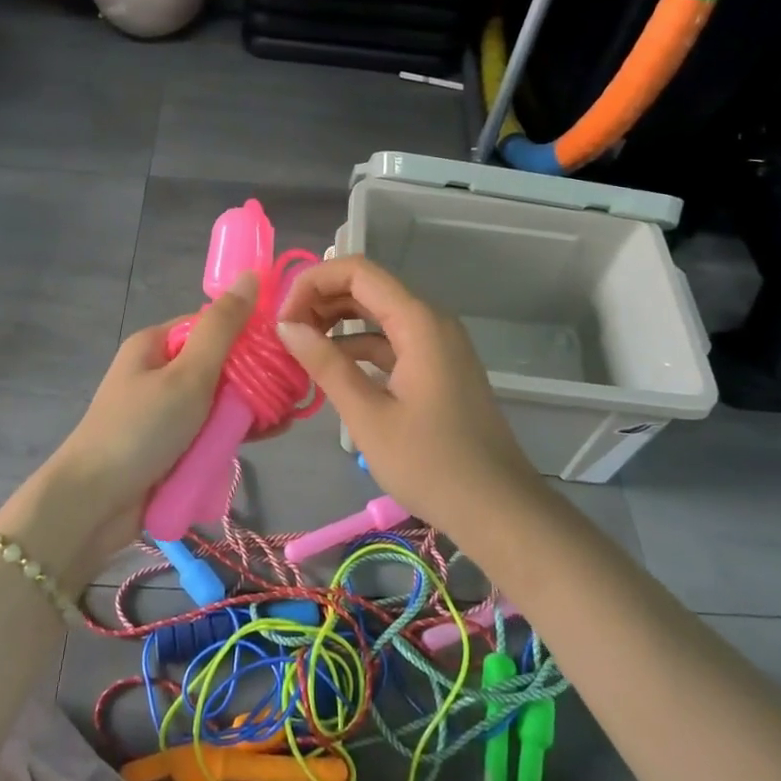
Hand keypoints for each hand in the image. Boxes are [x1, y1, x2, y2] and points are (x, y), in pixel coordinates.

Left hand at [0, 272, 259, 584]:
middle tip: (293, 390)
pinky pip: (212, 429)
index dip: (250, 333)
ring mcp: (166, 410)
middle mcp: (161, 371)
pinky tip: (269, 436)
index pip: (214, 325)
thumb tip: (251, 276)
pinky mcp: (173, 445)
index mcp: (157, 344)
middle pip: (220, 363)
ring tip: (286, 418)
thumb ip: (223, 328)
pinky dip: (236, 431)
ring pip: (220, 399)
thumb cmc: (141, 429)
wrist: (94, 504)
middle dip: (256, 376)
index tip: (286, 348)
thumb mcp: (187, 374)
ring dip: (250, 407)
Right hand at [274, 256, 539, 533]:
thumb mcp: (369, 417)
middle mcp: (430, 320)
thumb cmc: (432, 464)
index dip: (312, 282)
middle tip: (284, 335)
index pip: (357, 271)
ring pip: (378, 314)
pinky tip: (331, 369)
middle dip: (321, 300)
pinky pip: (392, 340)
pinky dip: (359, 347)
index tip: (282, 318)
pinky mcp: (438, 367)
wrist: (498, 509)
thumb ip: (327, 365)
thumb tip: (286, 327)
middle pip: (367, 287)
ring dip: (337, 323)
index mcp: (418, 322)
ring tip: (299, 349)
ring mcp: (437, 344)